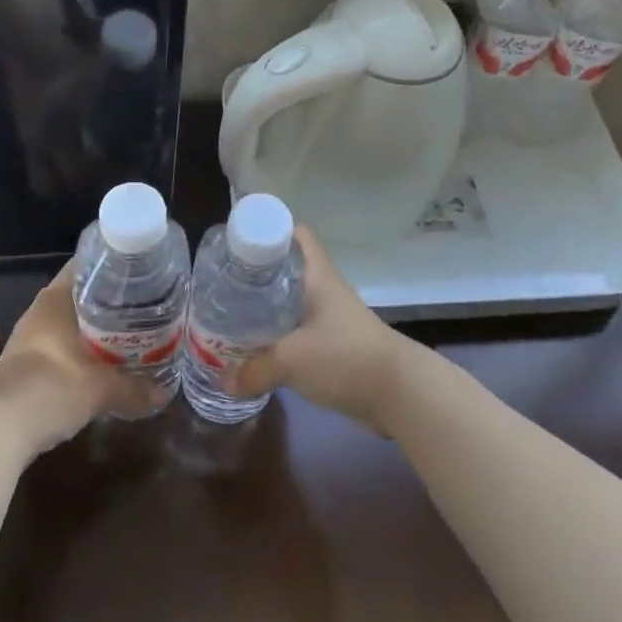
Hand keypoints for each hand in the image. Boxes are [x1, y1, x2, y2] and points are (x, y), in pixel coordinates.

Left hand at [0, 262, 171, 454]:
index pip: (87, 265)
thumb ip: (135, 389)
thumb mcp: (101, 389)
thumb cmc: (50, 389)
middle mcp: (41, 311)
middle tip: (147, 303)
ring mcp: (31, 338)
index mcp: (56, 299)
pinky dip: (84, 348)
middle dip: (113, 299)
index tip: (142, 270)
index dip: (115, 264)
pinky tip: (106, 361)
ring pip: (72, 321)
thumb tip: (164, 395)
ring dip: (98, 327)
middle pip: (82, 293)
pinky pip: (64, 344)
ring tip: (133, 331)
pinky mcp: (27, 364)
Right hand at [226, 227, 413, 433]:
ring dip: (266, 306)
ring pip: (291, 300)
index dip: (267, 229)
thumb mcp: (291, 360)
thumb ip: (254, 369)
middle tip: (224, 284)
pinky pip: (298, 328)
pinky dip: (278, 334)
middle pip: (286, 268)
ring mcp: (330, 316)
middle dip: (256, 274)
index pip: (294, 233)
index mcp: (316, 275)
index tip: (236, 243)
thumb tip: (224, 380)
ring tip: (232, 315)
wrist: (397, 391)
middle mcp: (323, 288)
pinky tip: (257, 348)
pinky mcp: (333, 343)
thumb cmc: (344, 357)